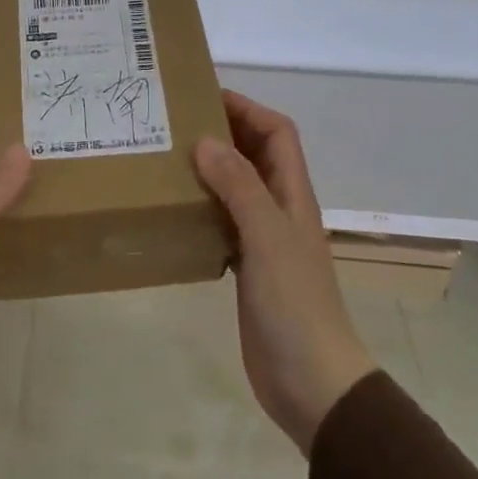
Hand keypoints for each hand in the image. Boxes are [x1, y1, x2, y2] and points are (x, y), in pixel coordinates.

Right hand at [193, 91, 375, 454]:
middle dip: (223, 132)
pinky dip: (202, 208)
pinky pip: (223, 222)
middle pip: (256, 155)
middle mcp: (280, 210)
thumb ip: (239, 188)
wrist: (311, 381)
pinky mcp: (247, 267)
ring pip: (237, 188)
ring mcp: (264, 240)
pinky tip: (173, 211)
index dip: (247, 108)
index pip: (277, 133)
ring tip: (166, 159)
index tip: (203, 96)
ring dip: (209, 169)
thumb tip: (206, 140)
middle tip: (174, 124)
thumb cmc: (294, 304)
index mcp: (293, 195)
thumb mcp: (267, 238)